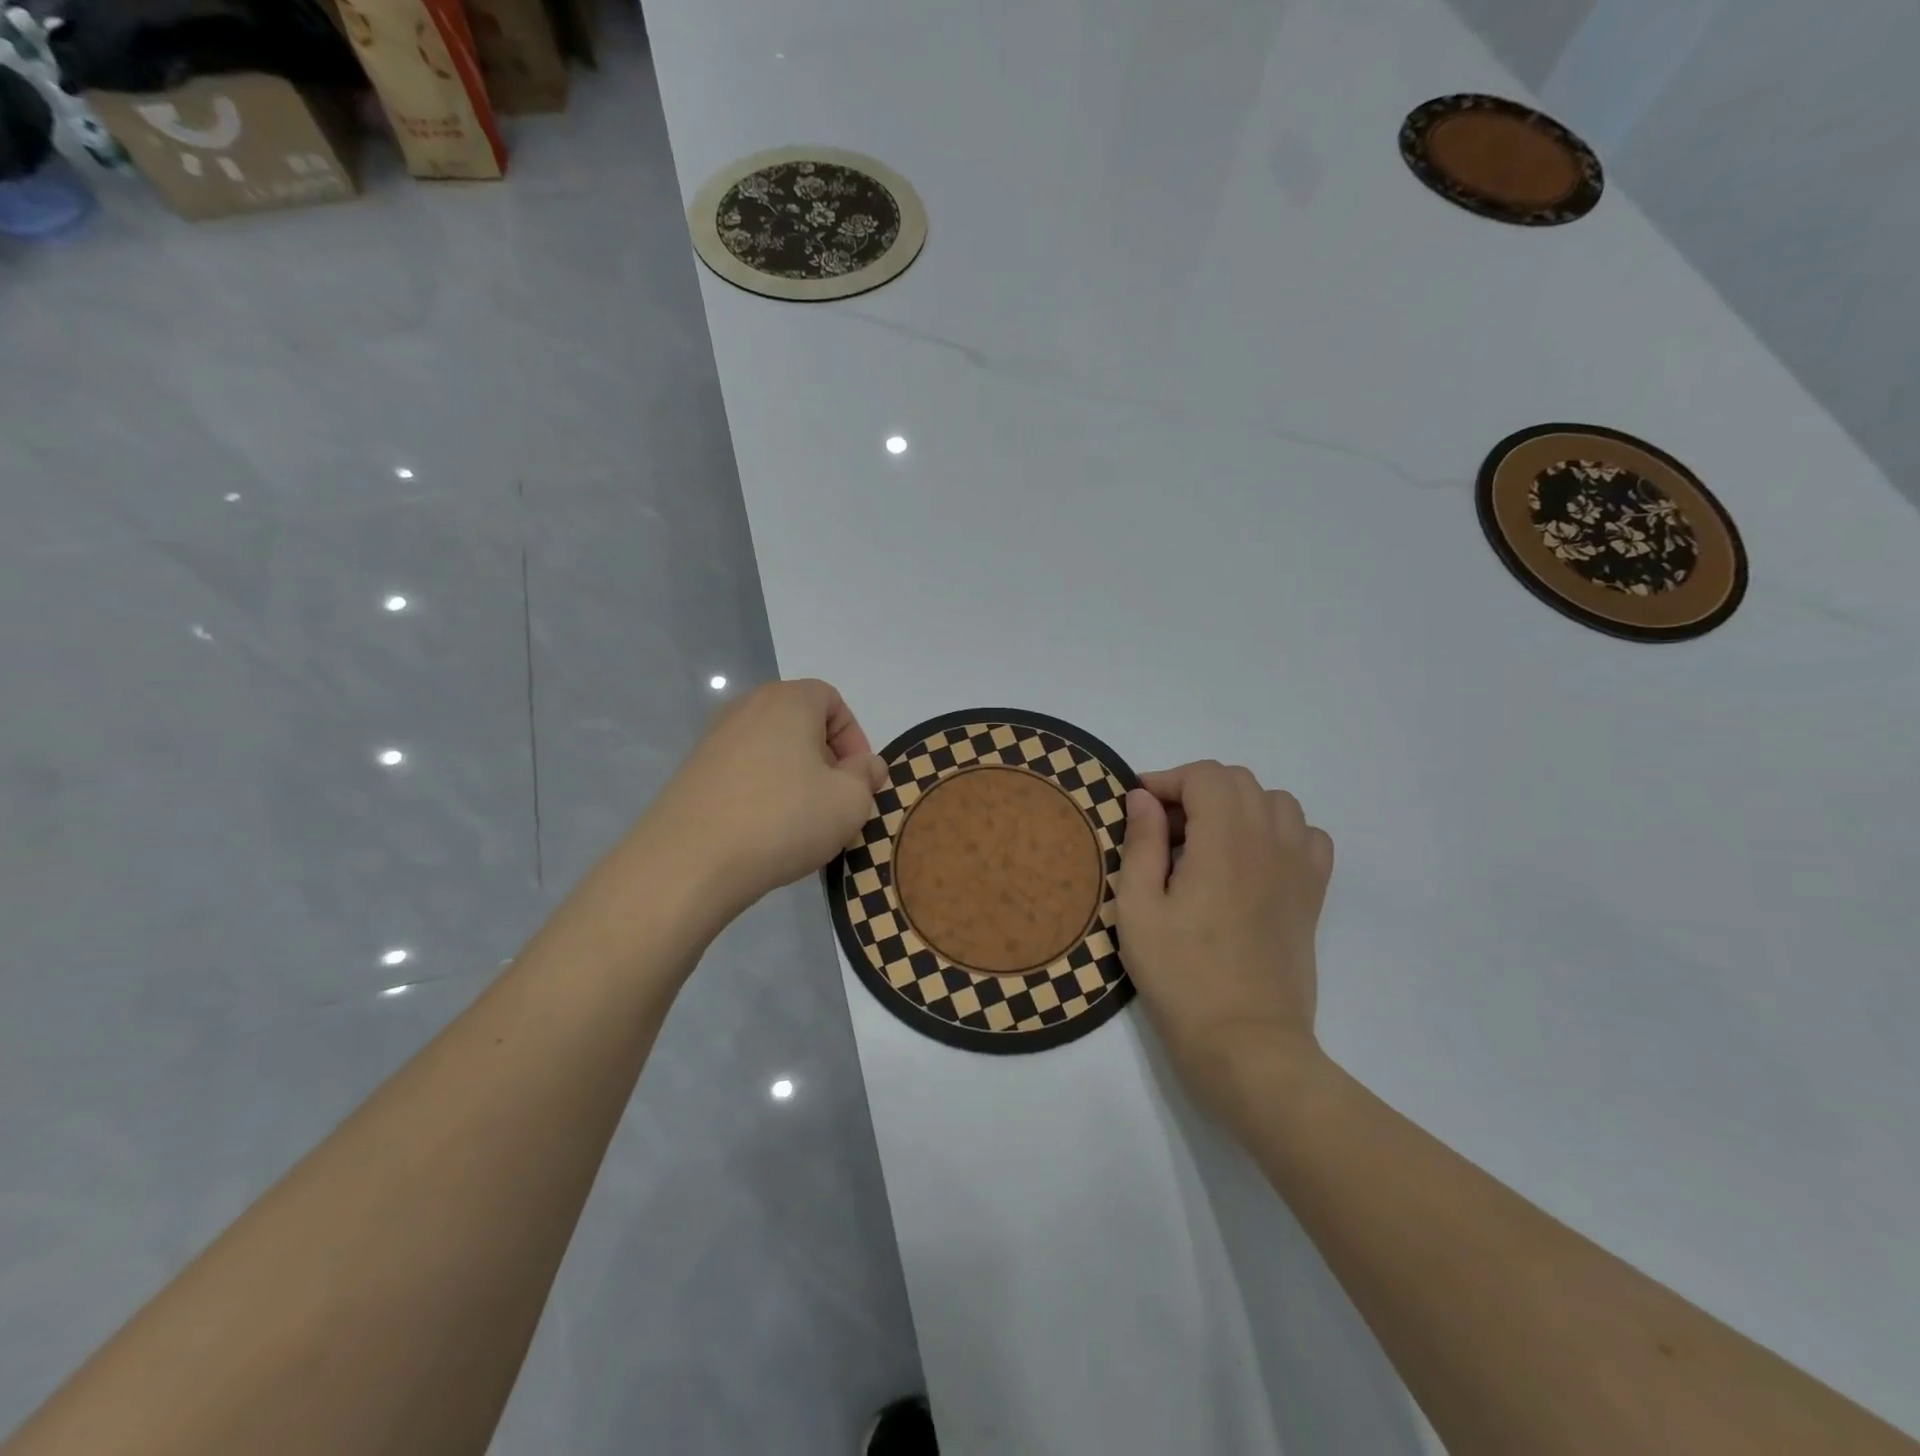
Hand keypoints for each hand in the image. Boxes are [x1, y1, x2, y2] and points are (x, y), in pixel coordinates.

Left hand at [647, 679, 886, 918]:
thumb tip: (866, 765)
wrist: (690, 862)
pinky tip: (766, 831)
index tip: (858, 779)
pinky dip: (762, 792)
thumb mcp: (849, 802)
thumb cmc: (784, 819)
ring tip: (802, 821)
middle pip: (800, 723)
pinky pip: (744, 772)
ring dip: (795, 778)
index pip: (832, 700)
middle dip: (825, 759)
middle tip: (835, 801)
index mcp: (788, 701)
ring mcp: (714, 740)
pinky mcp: (693, 773)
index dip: (854, 738)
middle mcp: (747, 708)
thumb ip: (866, 777)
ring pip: (772, 750)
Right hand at [1117, 761, 1334, 1129]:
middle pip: (1239, 781)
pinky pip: (1307, 836)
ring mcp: (1299, 868)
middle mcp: (1269, 843)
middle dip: (1196, 790)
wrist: (1245, 1041)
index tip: (1139, 808)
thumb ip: (1141, 843)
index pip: (1205, 776)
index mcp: (1224, 843)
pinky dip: (1278, 831)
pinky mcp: (1312, 895)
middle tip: (1165, 829)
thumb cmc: (1180, 976)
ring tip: (1207, 842)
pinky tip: (1252, 860)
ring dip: (1237, 806)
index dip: (1167, 780)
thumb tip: (1143, 798)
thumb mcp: (1137, 909)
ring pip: (1276, 802)